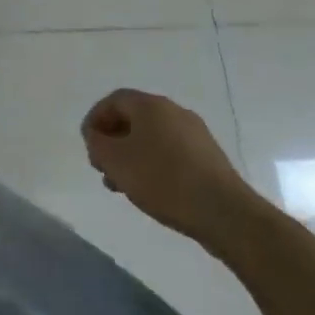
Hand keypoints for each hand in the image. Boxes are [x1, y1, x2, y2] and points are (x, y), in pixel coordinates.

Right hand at [82, 89, 254, 242]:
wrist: (225, 213)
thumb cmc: (163, 179)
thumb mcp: (115, 160)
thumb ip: (96, 142)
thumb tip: (96, 135)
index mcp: (150, 105)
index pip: (113, 101)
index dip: (96, 120)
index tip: (89, 146)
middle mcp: (174, 111)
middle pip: (133, 119)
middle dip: (113, 141)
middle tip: (103, 168)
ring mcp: (195, 134)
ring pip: (152, 138)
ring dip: (132, 156)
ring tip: (124, 185)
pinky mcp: (209, 157)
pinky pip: (172, 153)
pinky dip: (155, 165)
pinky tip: (152, 190)